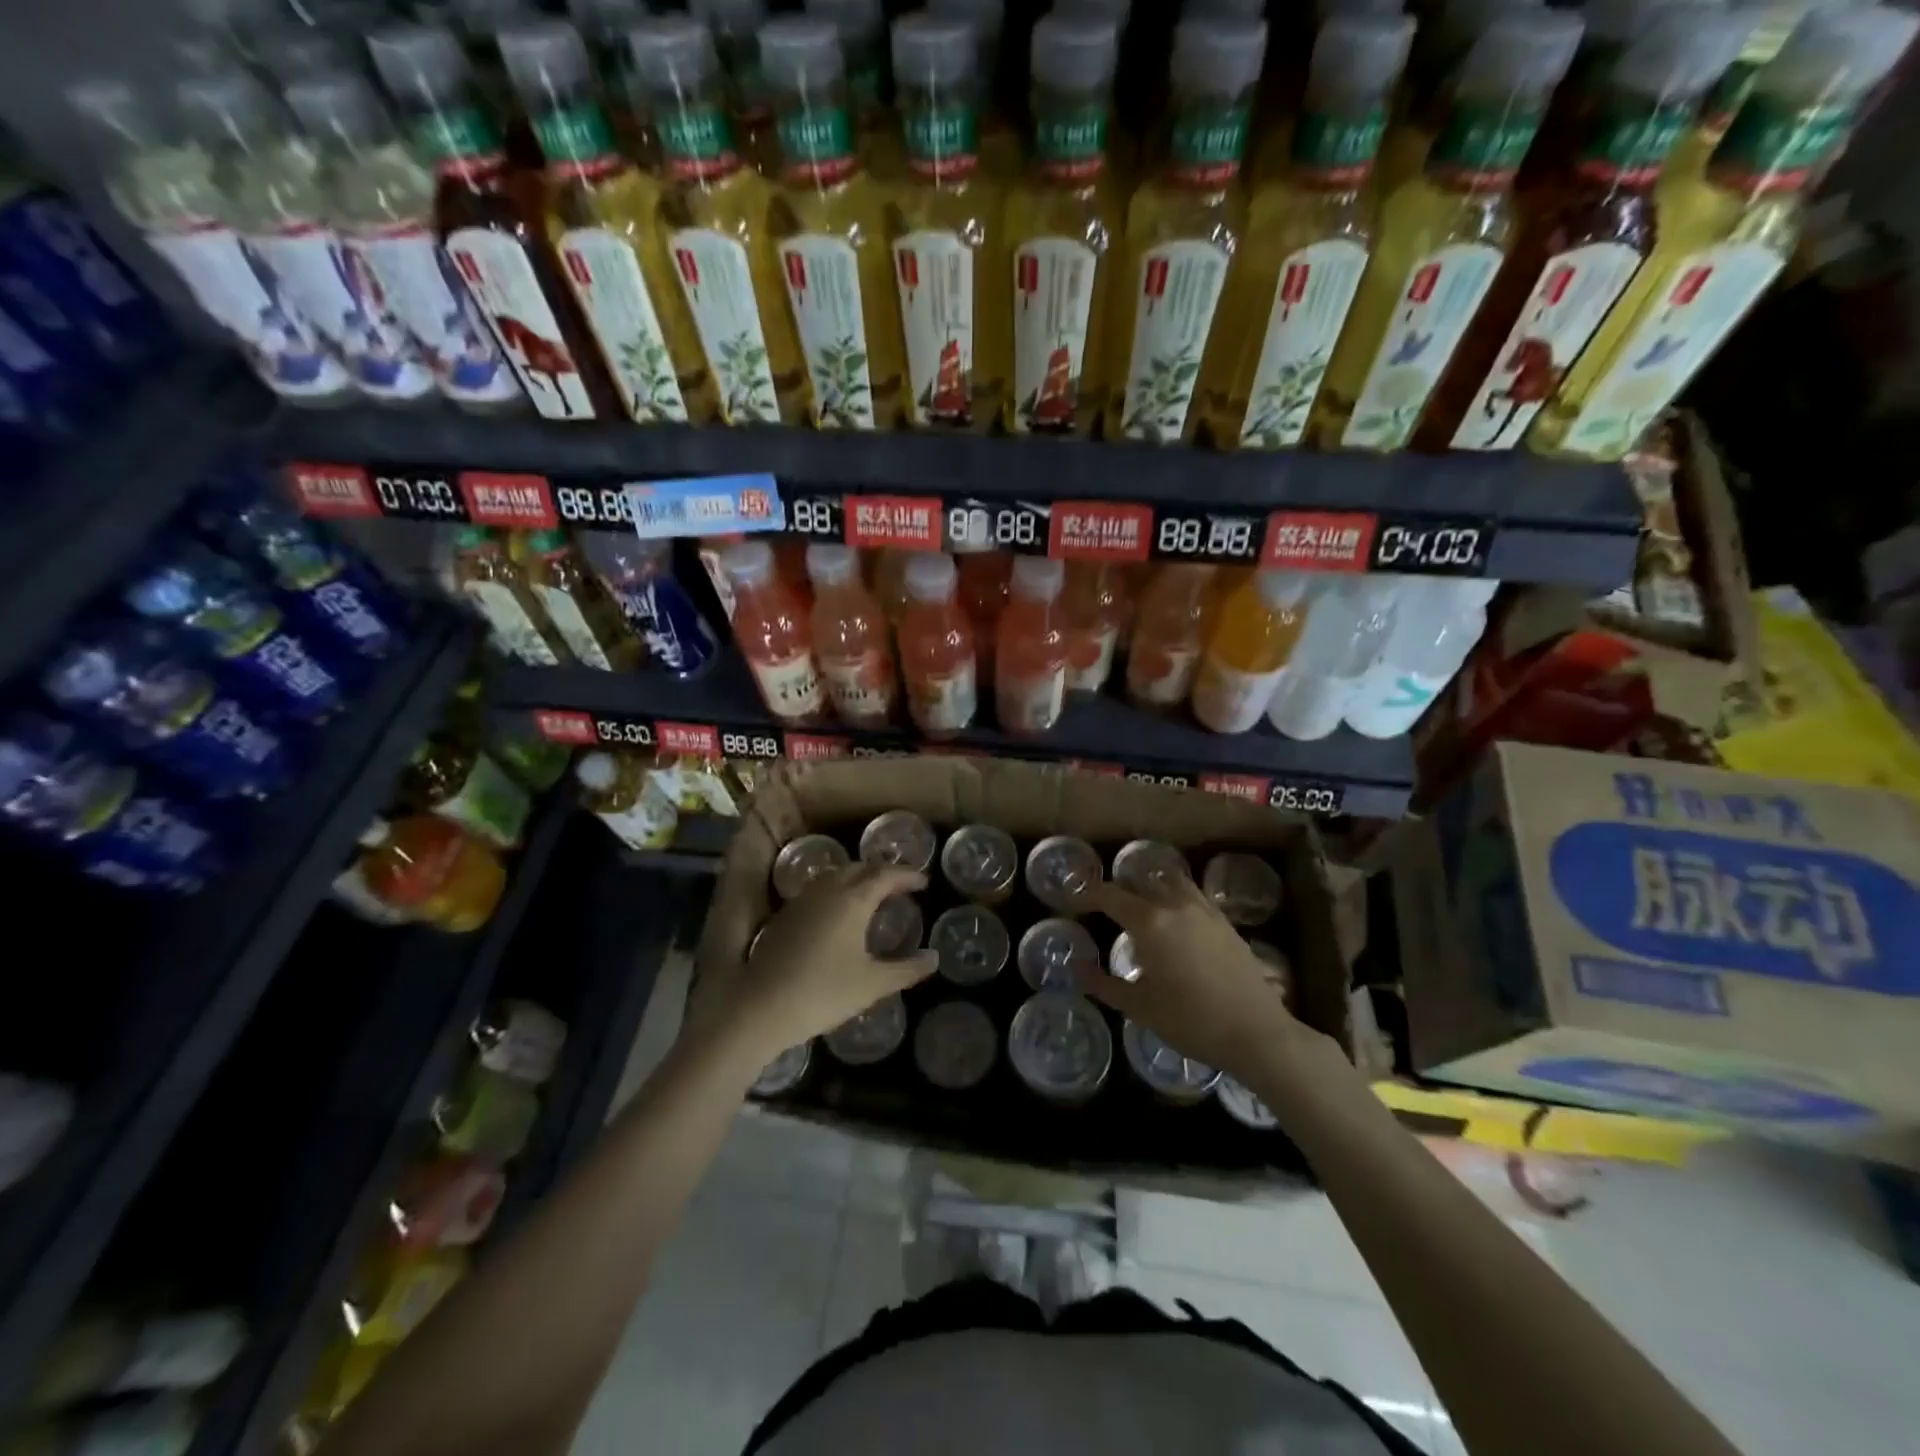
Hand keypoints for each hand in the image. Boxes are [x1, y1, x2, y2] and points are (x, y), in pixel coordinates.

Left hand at [697, 864, 937, 1065]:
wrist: (760, 1007)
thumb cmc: (824, 992)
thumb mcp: (873, 984)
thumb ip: (907, 969)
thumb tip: (934, 958)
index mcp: (853, 899)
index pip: (886, 875)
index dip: (907, 875)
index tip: (924, 882)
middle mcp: (828, 890)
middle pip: (860, 868)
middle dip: (883, 872)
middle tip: (901, 887)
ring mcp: (803, 900)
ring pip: (836, 875)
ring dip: (858, 878)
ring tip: (872, 895)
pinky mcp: (785, 915)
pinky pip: (819, 889)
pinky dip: (838, 890)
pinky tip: (839, 913)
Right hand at [1080, 876, 1335, 1088]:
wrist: (1255, 1032)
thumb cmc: (1190, 1021)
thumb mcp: (1138, 1006)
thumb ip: (1103, 983)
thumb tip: (1077, 967)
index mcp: (1149, 922)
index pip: (1110, 895)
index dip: (1088, 895)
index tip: (1075, 902)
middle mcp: (1175, 905)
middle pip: (1139, 882)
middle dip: (1118, 890)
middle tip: (1104, 907)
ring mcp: (1204, 910)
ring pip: (1170, 882)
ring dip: (1150, 887)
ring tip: (1140, 905)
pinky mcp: (1225, 921)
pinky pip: (1193, 895)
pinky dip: (1176, 897)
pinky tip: (1175, 920)